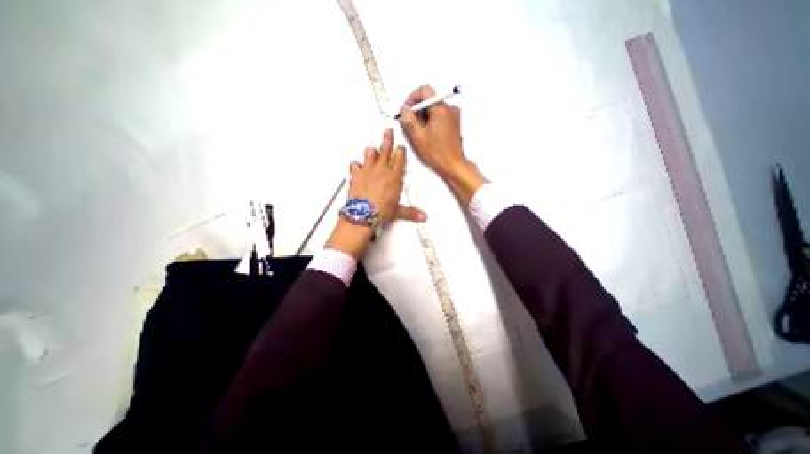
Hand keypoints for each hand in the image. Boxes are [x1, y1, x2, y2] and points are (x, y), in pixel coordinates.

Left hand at [326, 130, 426, 259]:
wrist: (363, 214)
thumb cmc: (381, 211)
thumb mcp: (398, 211)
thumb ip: (411, 212)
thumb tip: (422, 217)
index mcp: (394, 177)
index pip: (399, 158)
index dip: (400, 150)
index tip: (400, 147)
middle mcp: (381, 170)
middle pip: (385, 149)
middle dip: (388, 138)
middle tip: (388, 130)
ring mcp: (368, 171)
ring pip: (370, 153)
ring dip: (372, 151)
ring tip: (373, 150)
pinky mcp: (356, 175)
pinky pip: (355, 165)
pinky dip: (356, 165)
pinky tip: (357, 167)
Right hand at [397, 85, 486, 204]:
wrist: (453, 165)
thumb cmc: (437, 153)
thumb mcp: (418, 136)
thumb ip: (408, 119)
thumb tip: (404, 109)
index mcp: (441, 108)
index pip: (424, 90)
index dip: (412, 98)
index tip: (407, 110)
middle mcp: (449, 108)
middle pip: (429, 100)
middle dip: (417, 110)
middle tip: (411, 125)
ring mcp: (453, 116)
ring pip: (433, 109)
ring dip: (423, 117)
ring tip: (419, 133)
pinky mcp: (454, 123)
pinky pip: (439, 116)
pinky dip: (431, 121)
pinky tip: (427, 135)